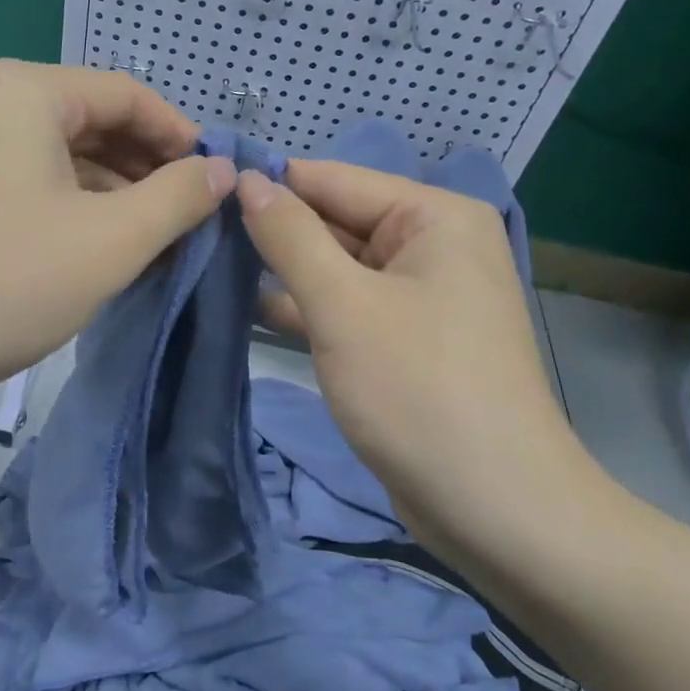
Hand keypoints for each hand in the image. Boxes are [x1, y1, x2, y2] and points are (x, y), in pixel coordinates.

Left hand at [0, 61, 234, 433]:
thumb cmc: (1, 281)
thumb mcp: (109, 240)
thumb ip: (177, 197)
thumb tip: (221, 170)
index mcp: (29, 91)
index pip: (130, 95)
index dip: (182, 138)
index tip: (217, 185)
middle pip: (98, 123)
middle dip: (150, 171)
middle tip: (194, 221)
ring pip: (69, 158)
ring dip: (118, 196)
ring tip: (159, 244)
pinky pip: (38, 184)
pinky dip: (78, 211)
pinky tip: (105, 253)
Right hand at [236, 161, 598, 555]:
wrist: (496, 511)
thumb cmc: (419, 390)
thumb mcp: (343, 305)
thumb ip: (290, 236)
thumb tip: (247, 179)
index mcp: (433, 217)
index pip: (334, 179)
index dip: (268, 184)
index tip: (200, 191)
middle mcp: (431, 245)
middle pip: (335, 221)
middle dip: (271, 231)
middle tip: (193, 232)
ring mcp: (417, 295)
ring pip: (335, 266)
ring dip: (280, 270)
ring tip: (205, 263)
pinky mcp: (401, 339)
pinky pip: (345, 306)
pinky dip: (303, 307)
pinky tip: (244, 305)